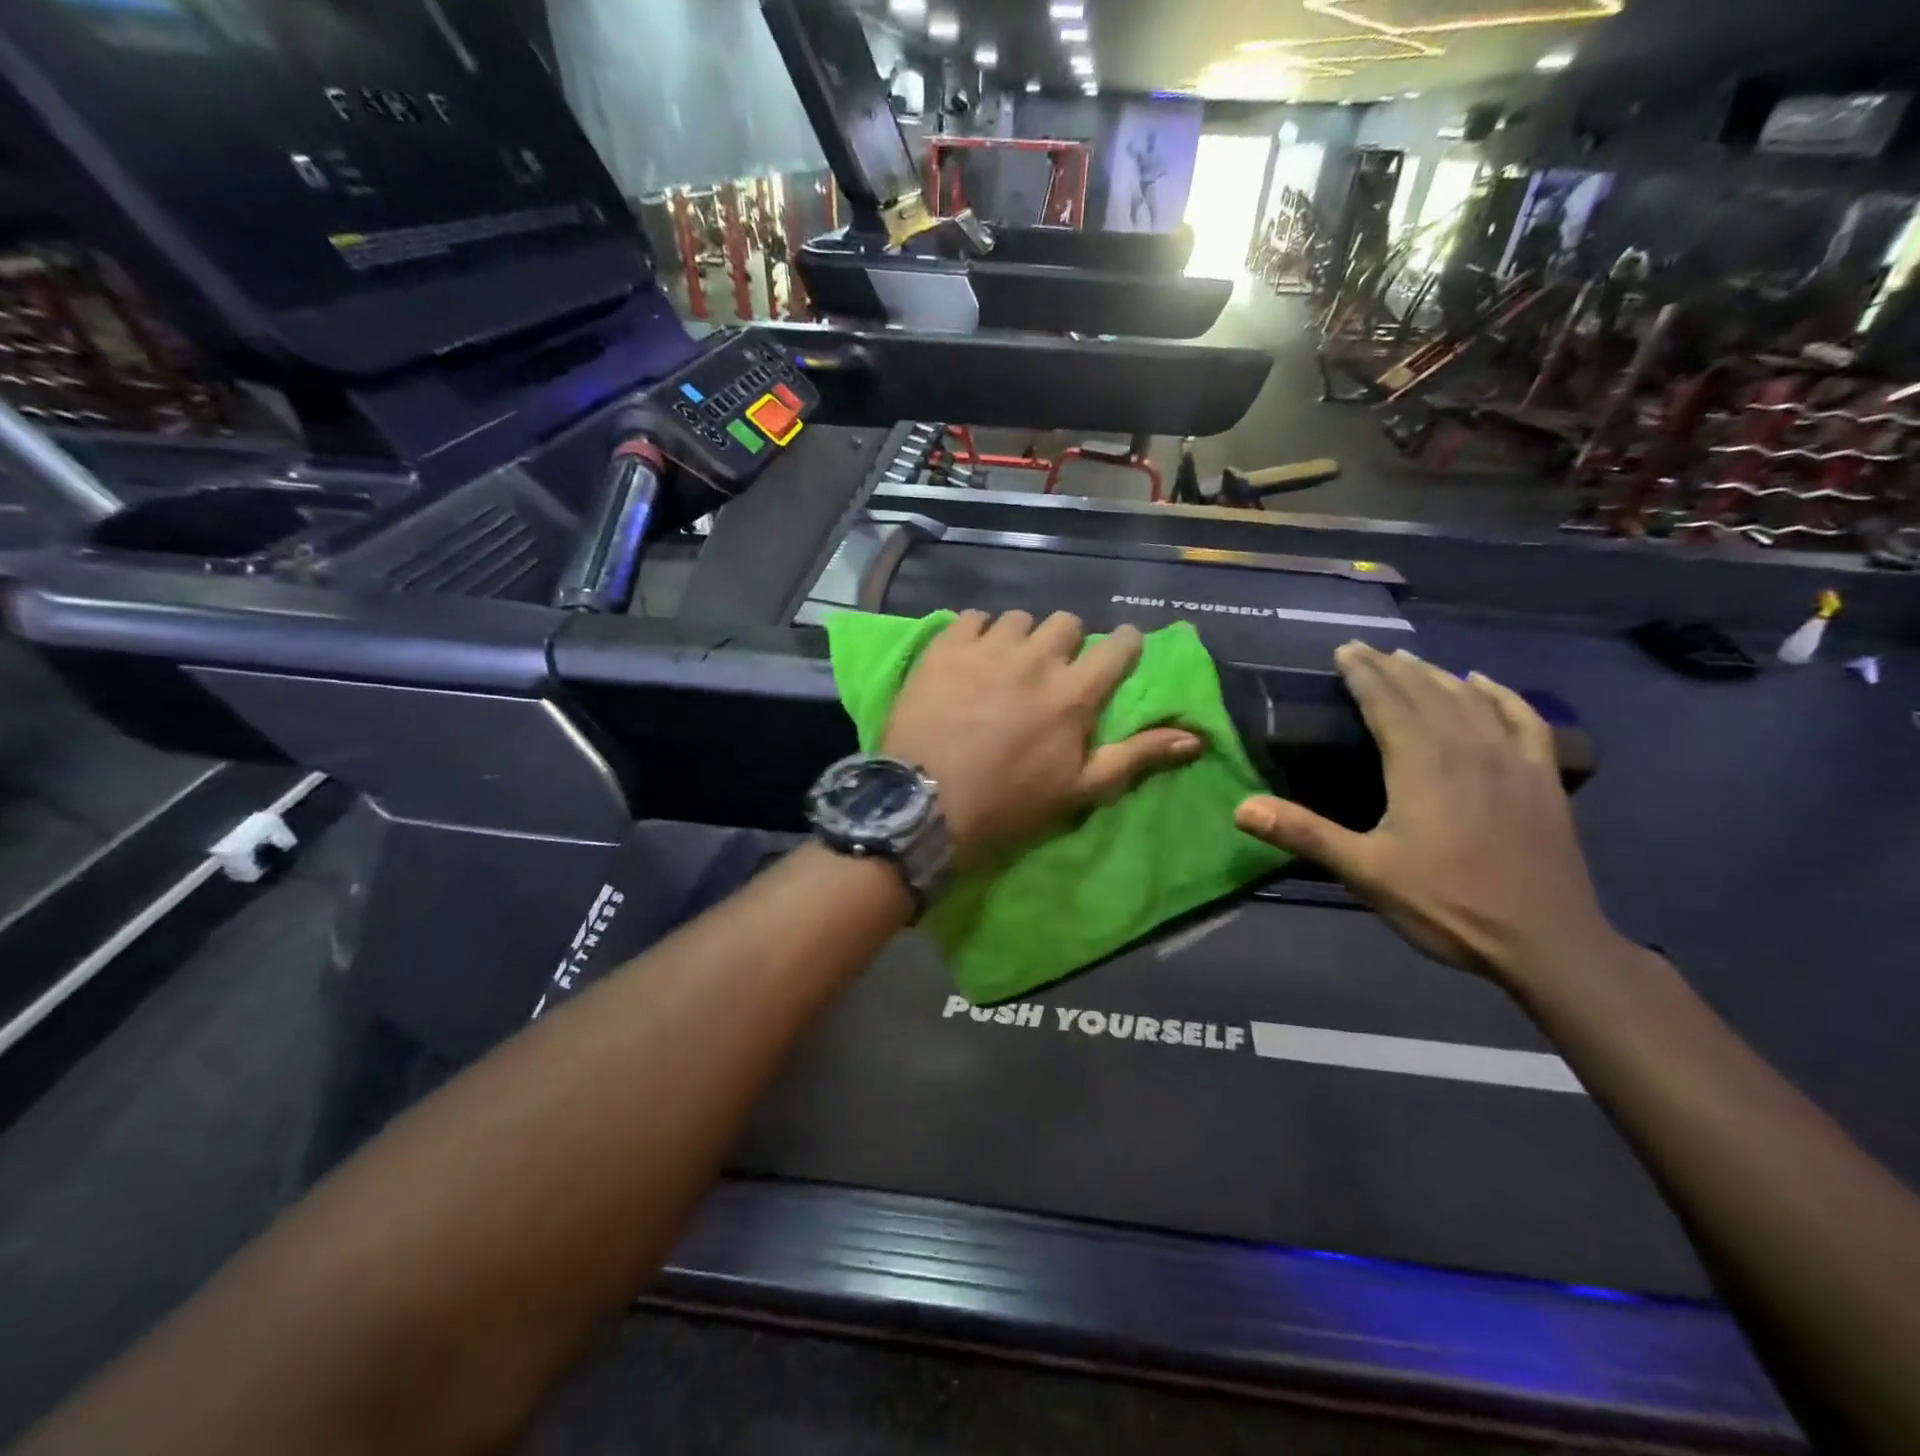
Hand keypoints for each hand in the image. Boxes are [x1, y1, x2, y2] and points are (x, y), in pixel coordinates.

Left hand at [883, 611, 1201, 866]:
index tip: (1118, 653)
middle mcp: (1036, 659)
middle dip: (1067, 641)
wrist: (926, 804)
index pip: (1117, 646)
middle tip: (1052, 669)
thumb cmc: (1009, 803)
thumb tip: (1193, 737)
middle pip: (1066, 623)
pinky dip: (977, 632)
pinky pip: (971, 618)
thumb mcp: (1079, 789)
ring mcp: (988, 649)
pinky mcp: (945, 648)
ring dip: (1021, 637)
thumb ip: (1136, 756)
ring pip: (1018, 618)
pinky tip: (971, 657)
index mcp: (1075, 693)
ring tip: (1007, 663)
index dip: (1124, 645)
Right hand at [1234, 642, 1621, 983]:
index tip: (1343, 650)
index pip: (1387, 702)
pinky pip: (1523, 720)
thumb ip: (1304, 834)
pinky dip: (1501, 695)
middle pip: (1426, 692)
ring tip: (1409, 659)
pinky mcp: (1543, 779)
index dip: (1363, 674)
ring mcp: (1512, 761)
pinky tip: (1485, 684)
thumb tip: (1241, 808)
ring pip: (1469, 699)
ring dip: (1436, 674)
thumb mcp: (1365, 872)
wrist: (1546, 943)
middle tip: (1364, 648)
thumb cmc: (1447, 905)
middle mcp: (1467, 749)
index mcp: (1421, 765)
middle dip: (1392, 667)